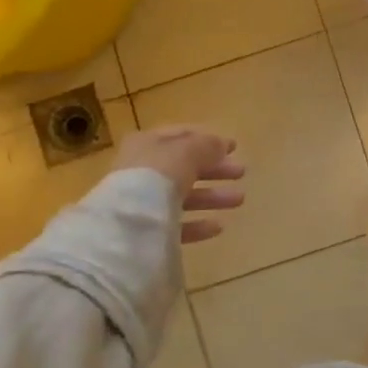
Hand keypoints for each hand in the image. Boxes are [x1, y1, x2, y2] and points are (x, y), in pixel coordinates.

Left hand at [109, 126, 245, 243]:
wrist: (126, 225)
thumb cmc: (157, 176)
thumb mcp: (187, 152)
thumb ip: (207, 146)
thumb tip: (222, 145)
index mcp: (147, 144)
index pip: (181, 136)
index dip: (208, 139)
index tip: (234, 147)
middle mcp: (142, 170)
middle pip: (184, 166)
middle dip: (214, 169)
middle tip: (241, 172)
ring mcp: (142, 202)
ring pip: (182, 196)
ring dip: (211, 196)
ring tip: (239, 200)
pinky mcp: (145, 231)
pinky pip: (176, 225)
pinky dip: (197, 224)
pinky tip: (218, 226)